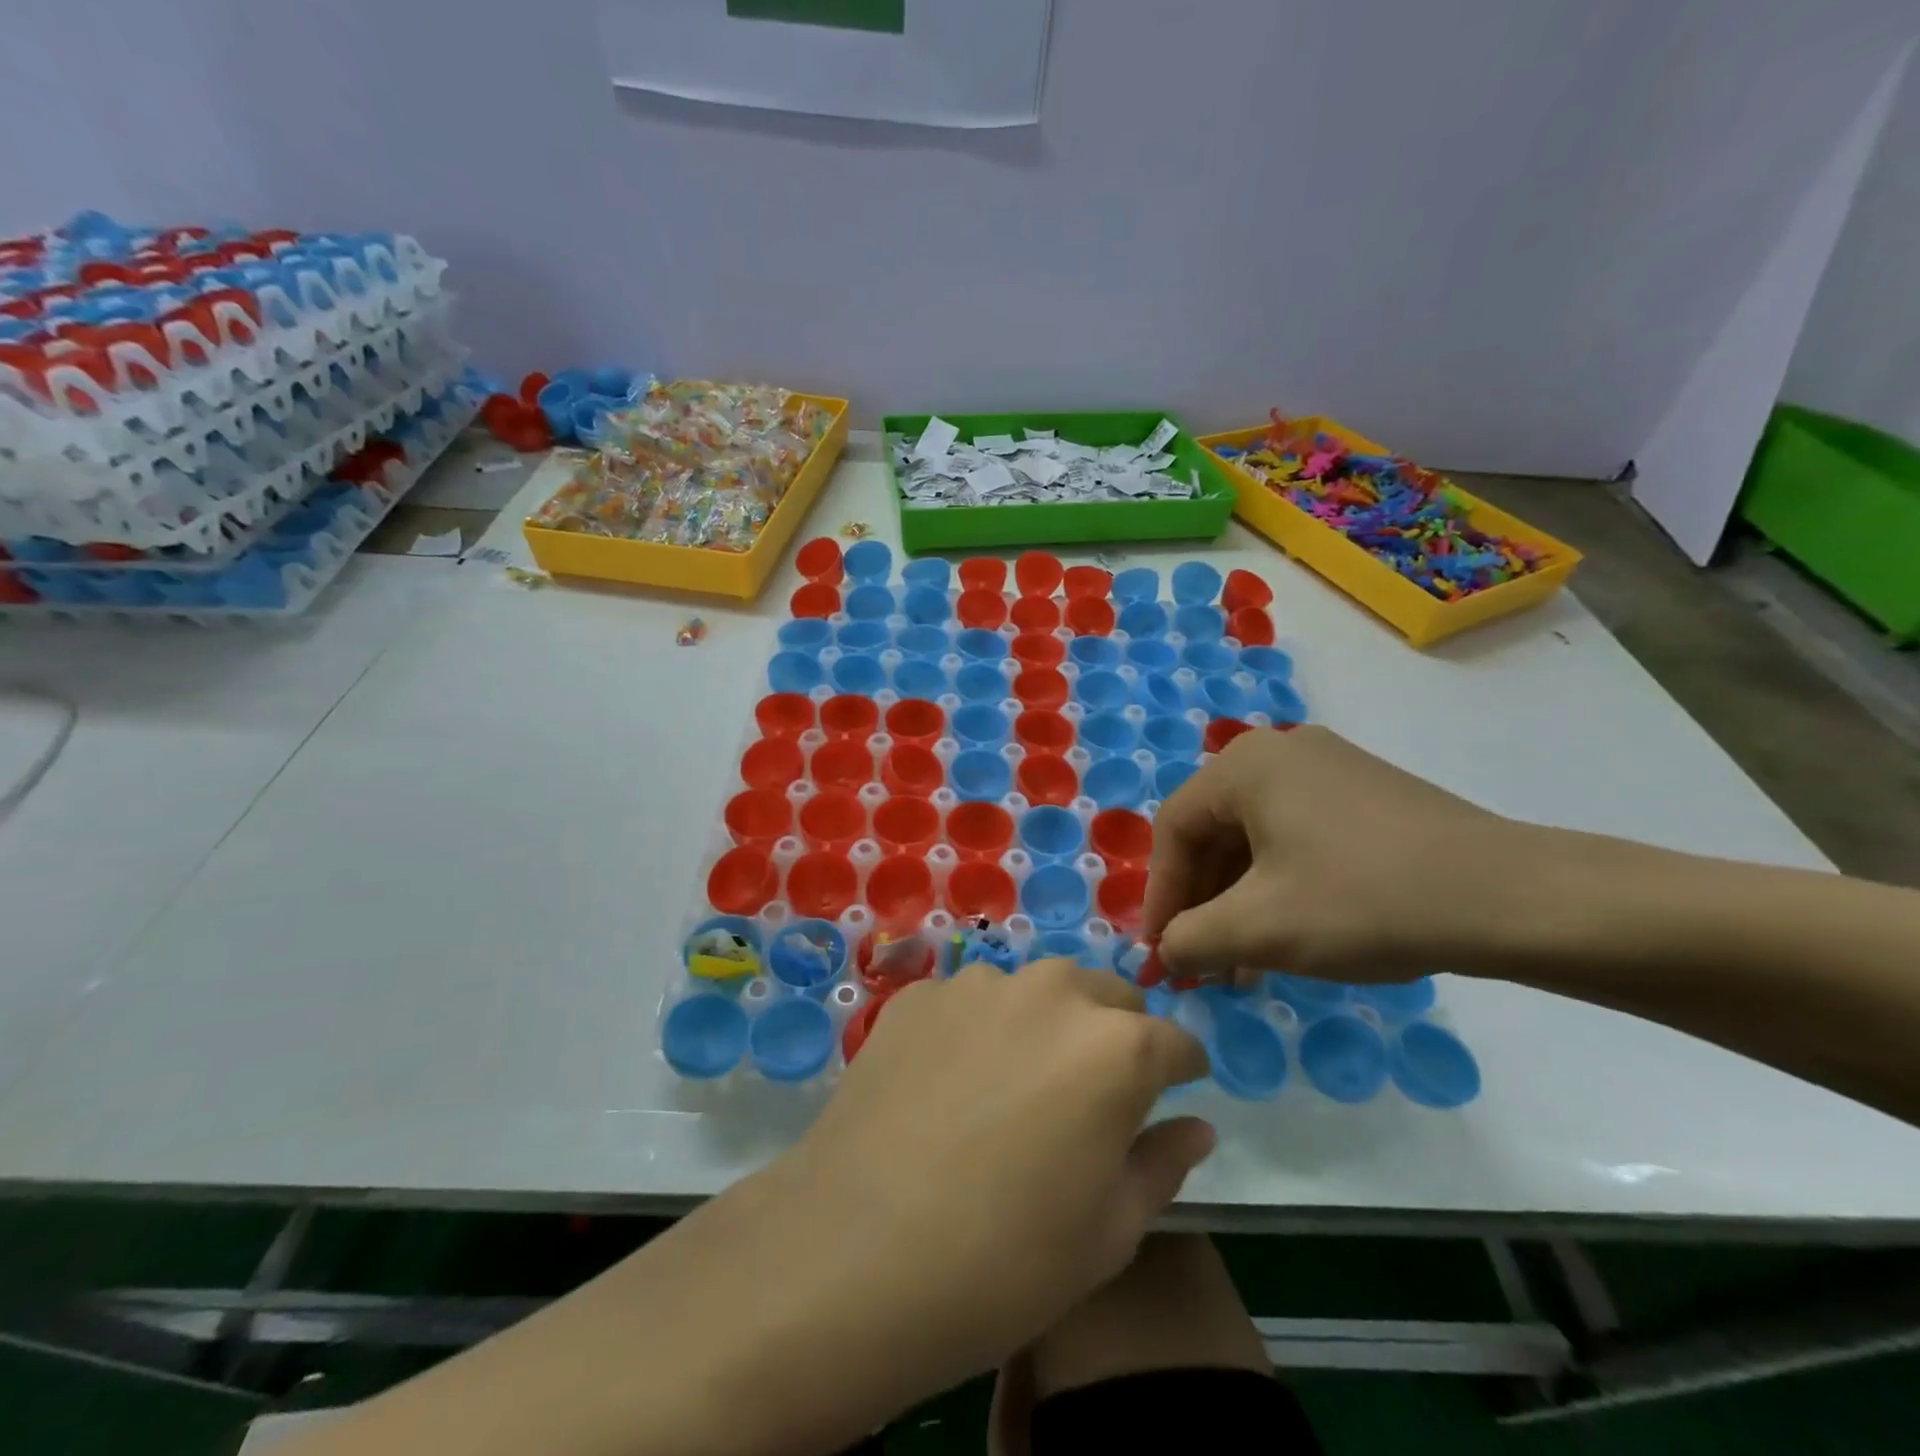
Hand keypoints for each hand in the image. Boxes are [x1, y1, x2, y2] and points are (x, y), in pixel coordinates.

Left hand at [761, 959, 1213, 1411]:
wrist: (854, 1252)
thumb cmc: (1003, 1262)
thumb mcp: (1109, 1233)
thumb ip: (1163, 1163)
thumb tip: (1196, 1125)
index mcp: (1117, 1047)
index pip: (1175, 1041)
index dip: (1179, 1071)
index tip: (1170, 1095)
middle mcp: (1053, 992)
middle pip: (1108, 997)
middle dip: (1114, 1035)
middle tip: (1085, 1097)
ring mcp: (979, 985)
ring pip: (1037, 991)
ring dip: (1043, 1025)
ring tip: (1011, 1088)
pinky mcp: (920, 994)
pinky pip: (971, 1002)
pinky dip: (978, 1030)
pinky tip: (948, 1085)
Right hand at [1143, 725, 1522, 980]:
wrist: (1513, 899)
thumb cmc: (1364, 901)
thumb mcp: (1260, 929)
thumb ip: (1190, 939)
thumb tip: (1166, 950)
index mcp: (1244, 765)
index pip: (1174, 830)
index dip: (1160, 896)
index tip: (1162, 953)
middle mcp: (1279, 751)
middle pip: (1214, 831)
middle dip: (1202, 902)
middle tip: (1203, 960)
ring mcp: (1328, 768)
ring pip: (1256, 838)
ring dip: (1239, 899)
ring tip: (1244, 960)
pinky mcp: (1364, 794)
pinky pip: (1296, 836)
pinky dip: (1279, 884)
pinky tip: (1290, 931)